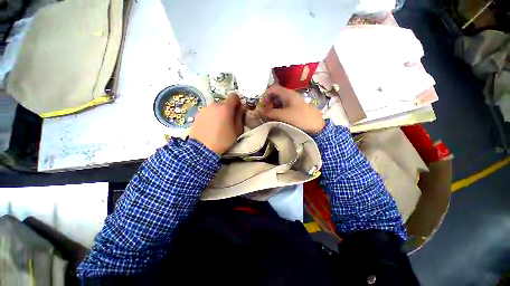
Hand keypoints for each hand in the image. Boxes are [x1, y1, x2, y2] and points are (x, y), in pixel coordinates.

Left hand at [189, 93, 244, 154]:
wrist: (201, 149)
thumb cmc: (222, 140)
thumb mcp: (237, 131)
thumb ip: (240, 117)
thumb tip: (241, 109)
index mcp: (225, 108)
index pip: (234, 96)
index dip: (238, 102)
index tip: (238, 111)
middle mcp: (214, 105)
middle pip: (224, 103)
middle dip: (228, 109)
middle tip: (229, 121)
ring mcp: (204, 109)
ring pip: (216, 108)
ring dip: (219, 113)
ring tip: (218, 125)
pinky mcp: (198, 114)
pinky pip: (208, 112)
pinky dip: (211, 116)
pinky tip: (210, 127)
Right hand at [259, 84, 324, 133]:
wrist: (316, 126)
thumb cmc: (299, 118)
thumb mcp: (283, 115)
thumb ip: (270, 113)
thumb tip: (259, 112)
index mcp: (287, 93)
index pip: (272, 88)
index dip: (265, 95)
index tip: (262, 105)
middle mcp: (290, 95)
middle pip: (275, 95)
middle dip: (268, 103)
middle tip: (265, 112)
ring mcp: (293, 102)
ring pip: (279, 102)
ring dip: (272, 108)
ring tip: (269, 117)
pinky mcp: (295, 109)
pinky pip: (283, 107)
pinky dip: (278, 111)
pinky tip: (277, 118)